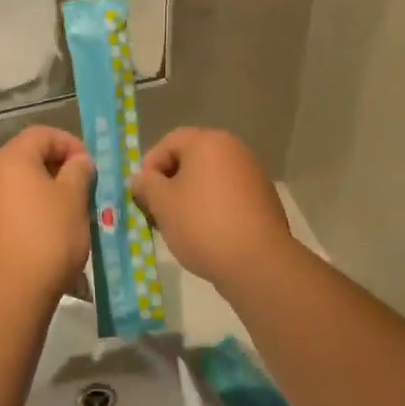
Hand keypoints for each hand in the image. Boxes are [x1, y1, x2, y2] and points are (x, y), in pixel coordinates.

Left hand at [0, 126, 94, 301]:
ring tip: (66, 213)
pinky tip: (43, 234)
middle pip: (25, 158)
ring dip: (41, 191)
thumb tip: (78, 161)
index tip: (88, 166)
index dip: (69, 143)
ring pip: (15, 185)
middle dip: (56, 168)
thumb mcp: (74, 199)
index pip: (41, 134)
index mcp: (12, 159)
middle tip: (81, 189)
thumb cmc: (48, 237)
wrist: (9, 292)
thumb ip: (79, 171)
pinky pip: (6, 209)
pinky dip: (26, 211)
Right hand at [131, 128, 296, 286]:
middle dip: (168, 184)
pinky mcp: (263, 199)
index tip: (141, 195)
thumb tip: (141, 178)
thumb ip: (146, 184)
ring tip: (177, 227)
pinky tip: (204, 234)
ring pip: (208, 179)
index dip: (149, 166)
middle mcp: (234, 149)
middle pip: (190, 159)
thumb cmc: (202, 224)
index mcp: (208, 142)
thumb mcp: (162, 203)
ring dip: (189, 197)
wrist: (258, 263)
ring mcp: (252, 174)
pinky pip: (227, 195)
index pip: (169, 142)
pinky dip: (211, 208)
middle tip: (155, 211)